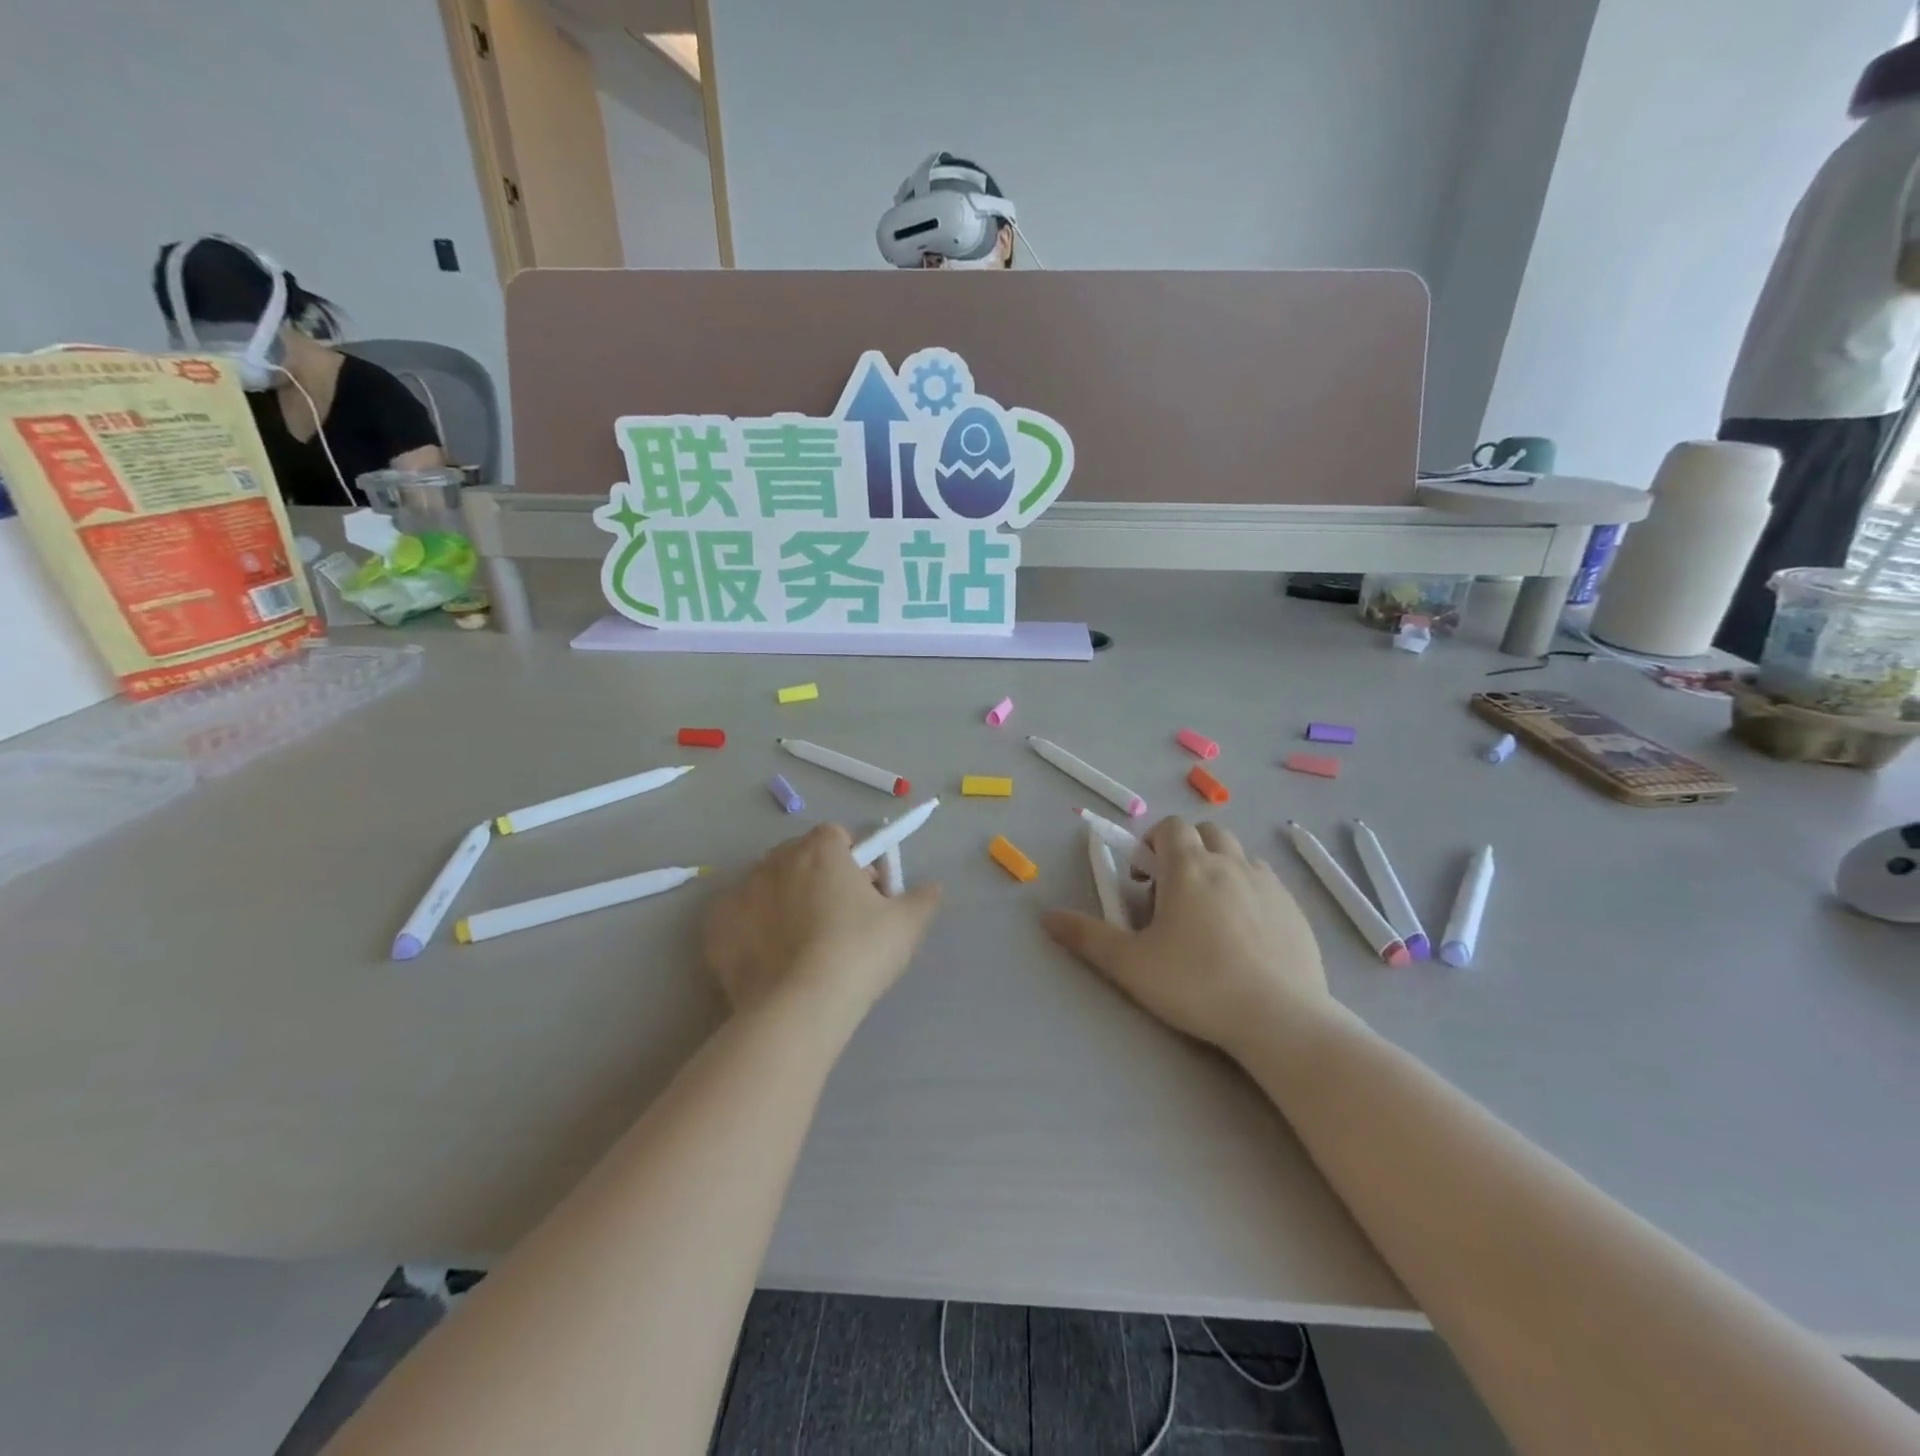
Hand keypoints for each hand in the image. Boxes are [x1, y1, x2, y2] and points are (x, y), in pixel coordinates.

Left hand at [703, 824, 941, 1023]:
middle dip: (818, 877)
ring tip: (803, 946)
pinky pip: (739, 918)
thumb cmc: (858, 954)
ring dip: (785, 902)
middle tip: (839, 921)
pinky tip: (771, 961)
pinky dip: (753, 931)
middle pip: (801, 857)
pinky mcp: (717, 927)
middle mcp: (776, 860)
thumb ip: (923, 898)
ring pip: (768, 886)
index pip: (838, 836)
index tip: (866, 892)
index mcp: (821, 849)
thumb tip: (934, 887)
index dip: (855, 860)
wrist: (799, 1009)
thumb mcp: (906, 925)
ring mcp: (741, 892)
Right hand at [1043, 818, 1328, 1056]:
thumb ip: (1086, 937)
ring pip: (1240, 856)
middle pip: (1208, 832)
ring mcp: (1269, 885)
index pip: (1171, 827)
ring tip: (1209, 914)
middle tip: (1174, 893)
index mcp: (1190, 868)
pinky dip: (1249, 893)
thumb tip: (1046, 916)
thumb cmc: (1197, 985)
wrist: (1281, 1020)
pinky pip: (1267, 885)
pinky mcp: (1295, 911)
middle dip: (1187, 850)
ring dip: (1220, 868)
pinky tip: (1245, 936)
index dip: (1153, 843)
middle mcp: (1232, 864)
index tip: (1144, 878)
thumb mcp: (1130, 964)